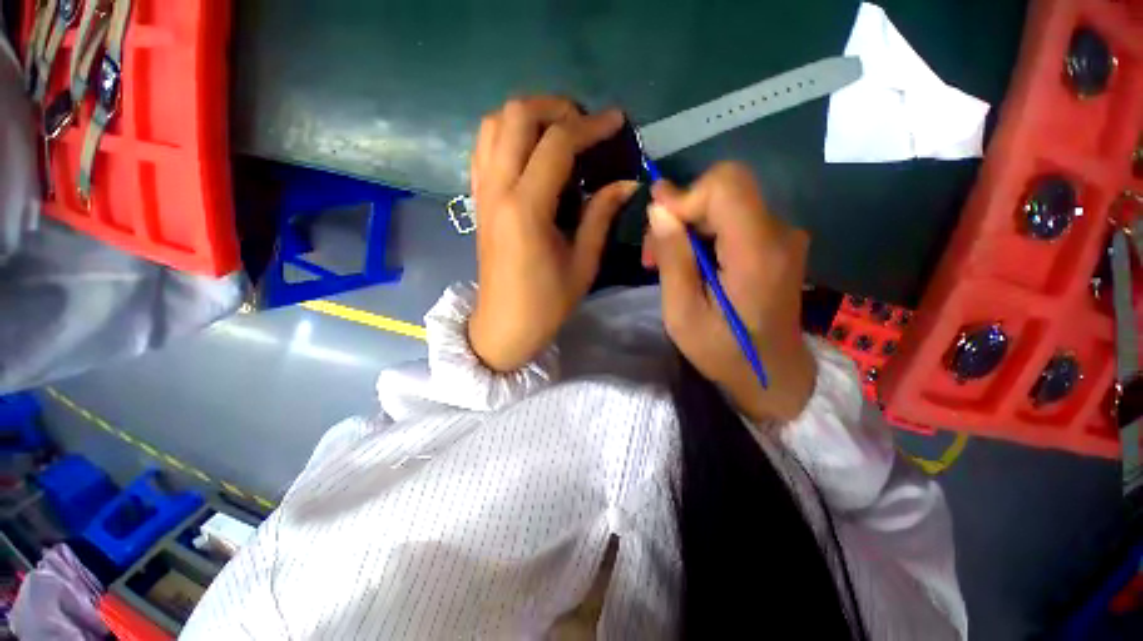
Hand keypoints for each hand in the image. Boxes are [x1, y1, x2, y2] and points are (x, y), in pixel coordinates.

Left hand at [468, 97, 636, 371]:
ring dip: (528, 117)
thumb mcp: (583, 263)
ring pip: (493, 124)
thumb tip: (626, 181)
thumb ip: (601, 215)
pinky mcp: (477, 200)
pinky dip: (508, 136)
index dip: (590, 126)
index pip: (557, 144)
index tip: (616, 122)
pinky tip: (532, 155)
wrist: (504, 325)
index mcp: (526, 209)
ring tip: (559, 135)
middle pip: (516, 115)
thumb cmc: (546, 303)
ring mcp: (482, 193)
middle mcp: (498, 190)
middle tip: (584, 127)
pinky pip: (484, 148)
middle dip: (556, 108)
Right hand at [645, 162, 816, 422]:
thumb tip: (659, 208)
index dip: (686, 195)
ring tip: (667, 263)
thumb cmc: (723, 351)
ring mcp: (783, 237)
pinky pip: (735, 220)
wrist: (772, 374)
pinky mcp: (778, 244)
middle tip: (653, 254)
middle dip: (681, 213)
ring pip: (726, 204)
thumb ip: (673, 258)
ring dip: (689, 227)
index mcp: (756, 252)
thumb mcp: (682, 312)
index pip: (726, 185)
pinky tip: (692, 264)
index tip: (656, 222)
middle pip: (724, 191)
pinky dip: (706, 234)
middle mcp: (779, 233)